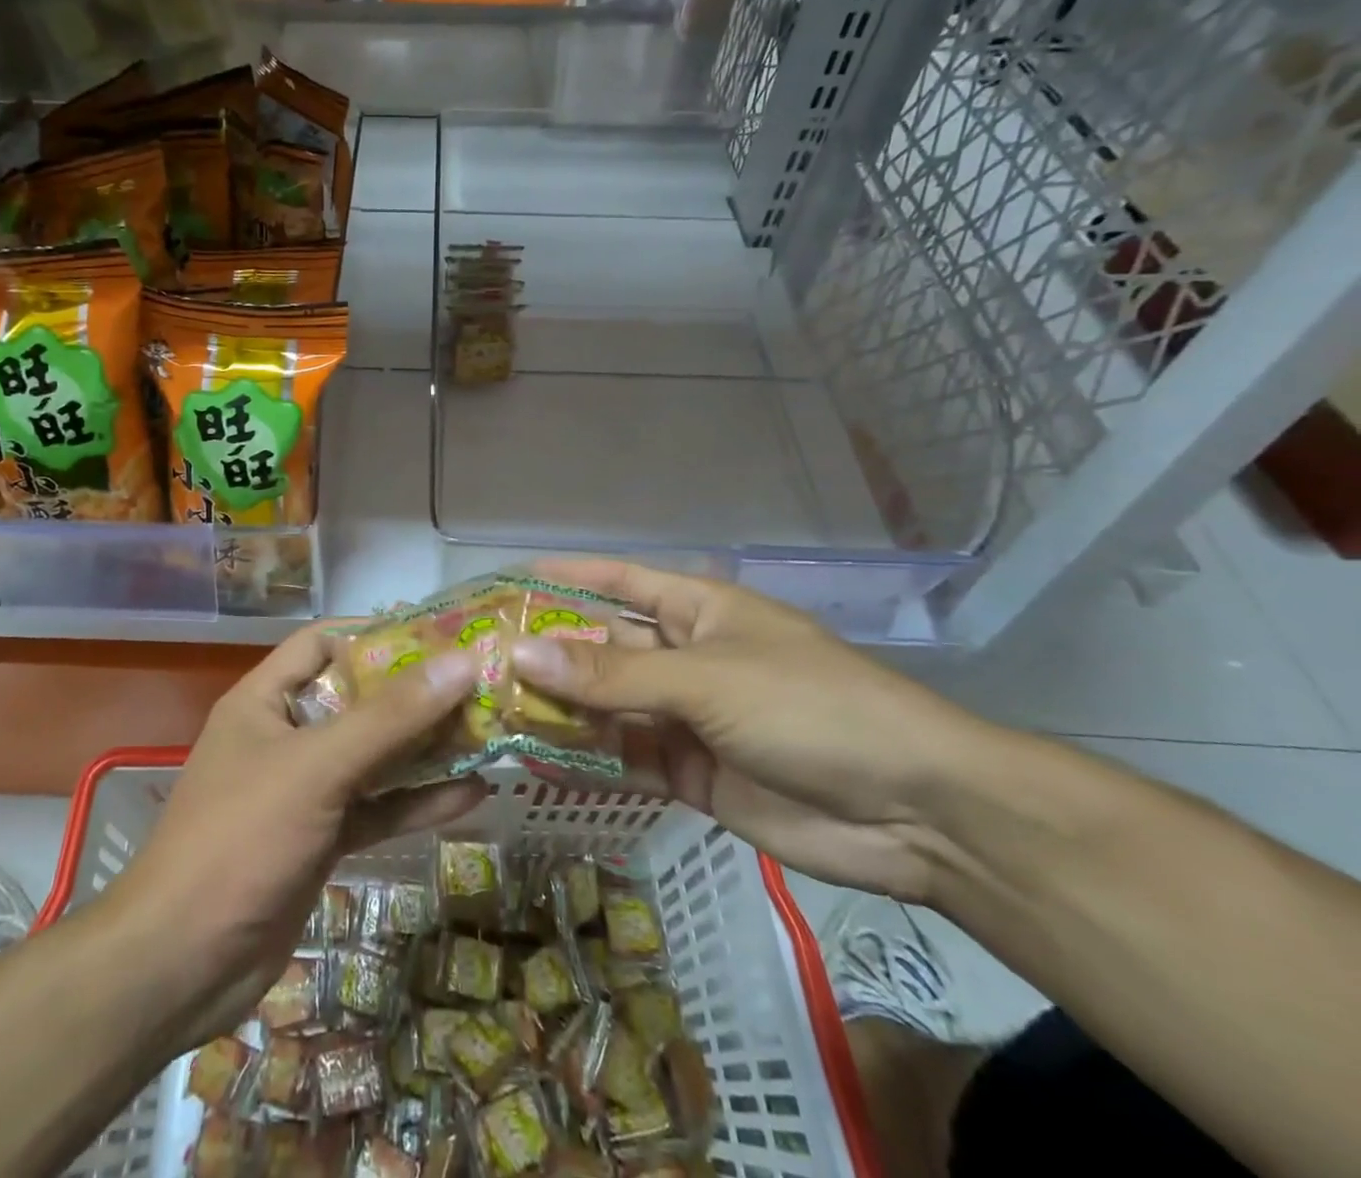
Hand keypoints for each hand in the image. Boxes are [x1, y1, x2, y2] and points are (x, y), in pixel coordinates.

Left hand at [104, 624, 483, 1049]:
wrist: (182, 966)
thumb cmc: (241, 839)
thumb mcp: (318, 767)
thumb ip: (390, 718)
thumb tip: (461, 662)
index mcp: (265, 700)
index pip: (322, 643)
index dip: (376, 634)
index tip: (438, 635)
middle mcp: (285, 736)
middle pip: (357, 700)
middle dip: (414, 694)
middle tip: (478, 684)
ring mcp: (304, 791)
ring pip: (373, 756)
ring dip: (424, 748)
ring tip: (487, 732)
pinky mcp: (321, 839)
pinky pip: (376, 808)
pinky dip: (417, 802)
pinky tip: (470, 795)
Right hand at [509, 560, 994, 904]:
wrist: (912, 811)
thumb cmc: (808, 707)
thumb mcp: (704, 680)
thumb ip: (610, 676)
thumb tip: (520, 655)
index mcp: (696, 611)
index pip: (617, 581)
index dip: (564, 578)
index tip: (505, 582)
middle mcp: (684, 657)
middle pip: (602, 648)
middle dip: (548, 653)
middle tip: (477, 661)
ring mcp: (686, 717)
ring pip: (606, 706)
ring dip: (558, 709)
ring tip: (489, 711)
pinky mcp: (689, 773)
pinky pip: (624, 759)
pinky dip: (585, 760)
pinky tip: (534, 761)